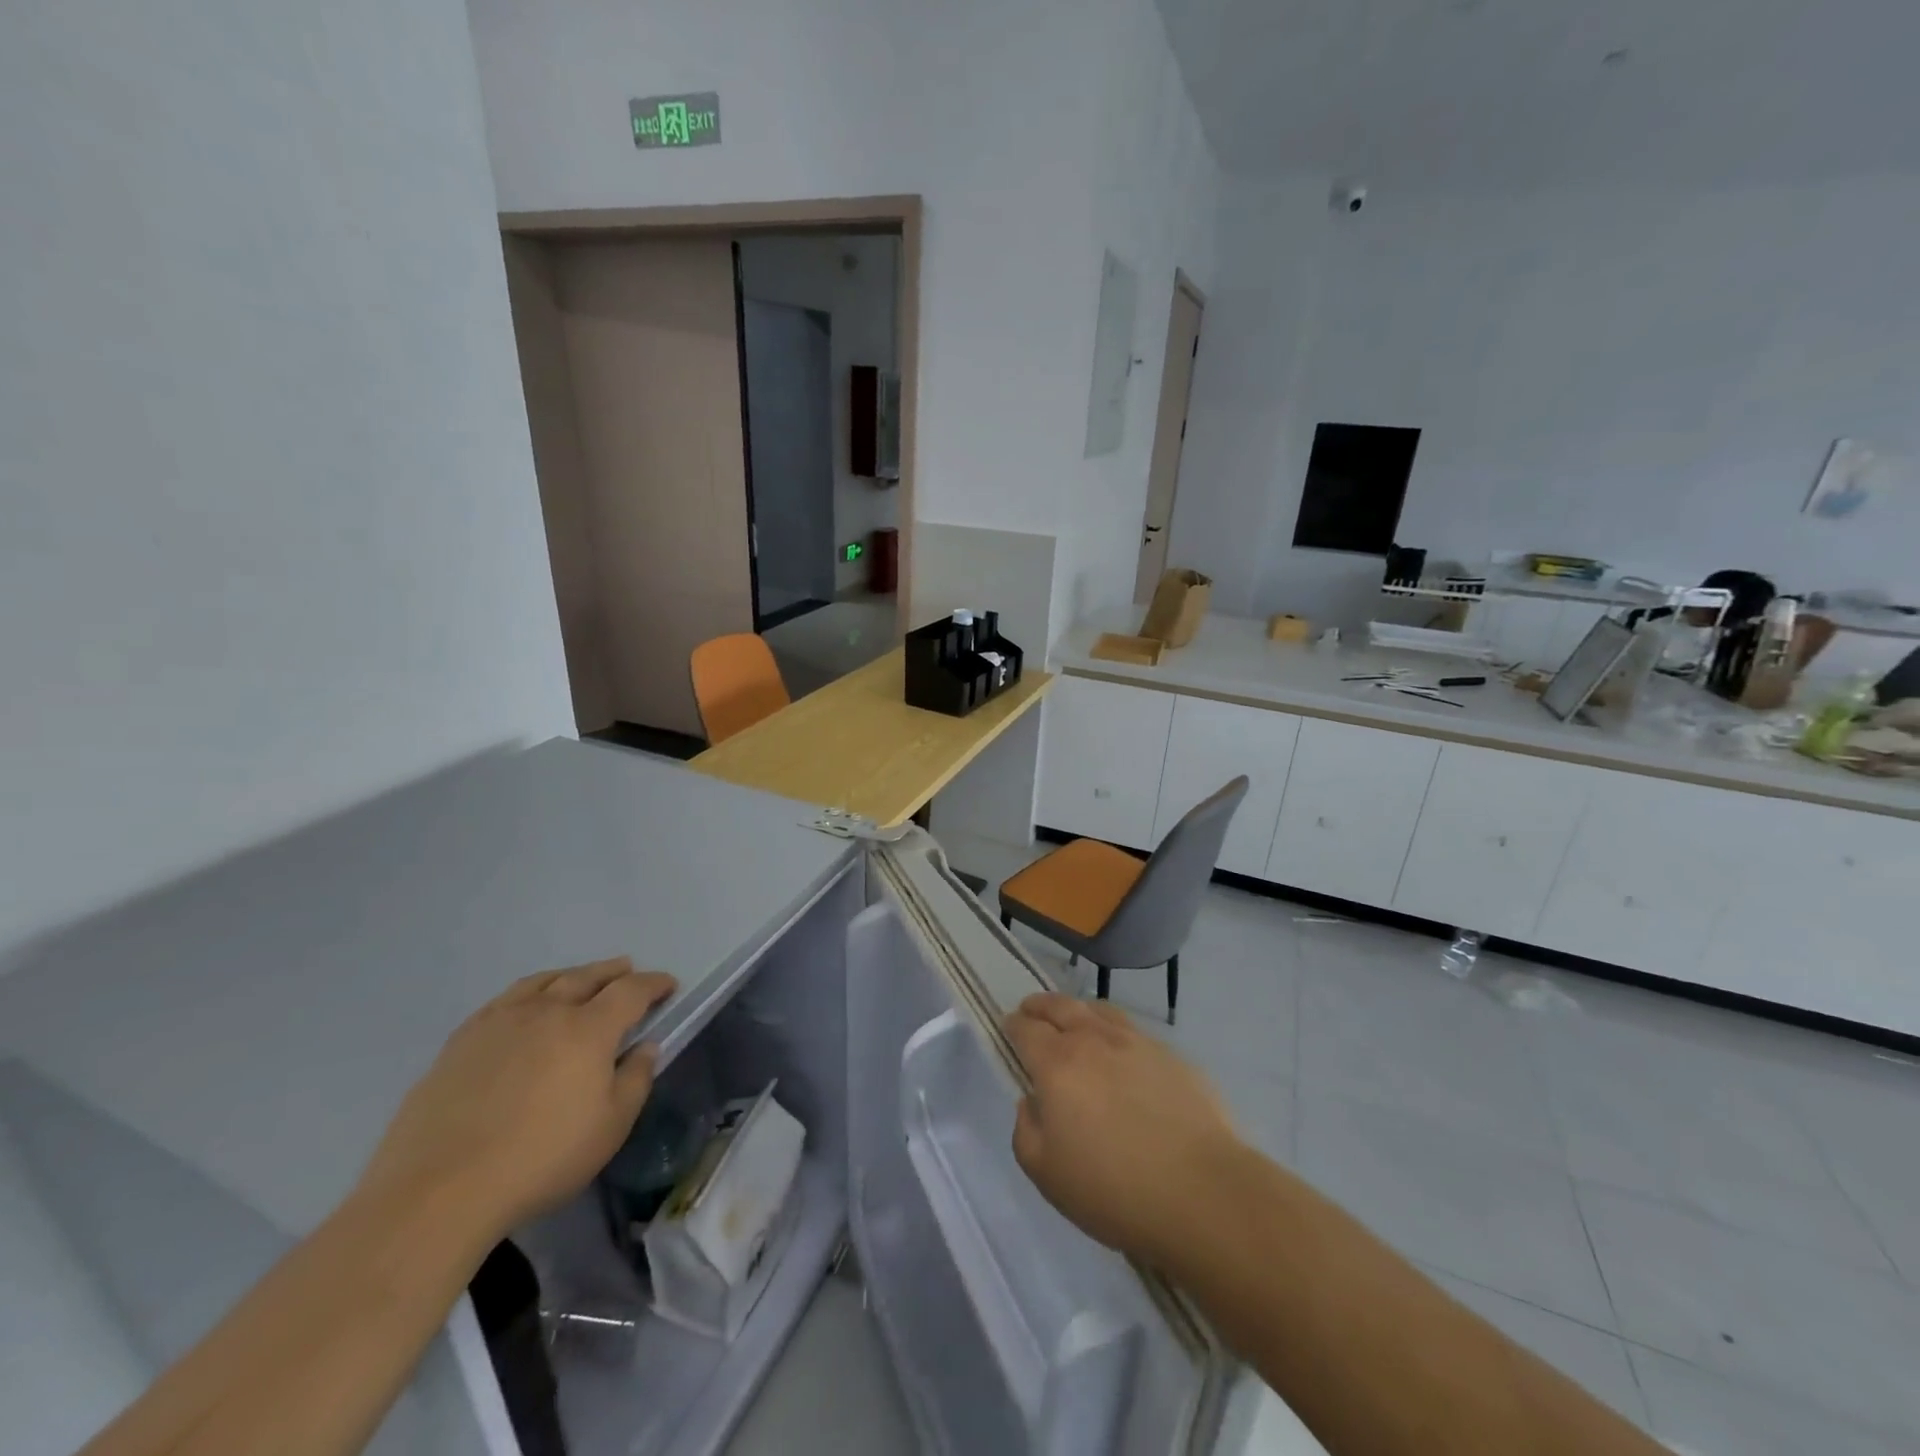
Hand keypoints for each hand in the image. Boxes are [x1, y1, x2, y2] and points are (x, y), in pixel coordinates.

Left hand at [356, 958, 676, 1238]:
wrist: (438, 1192)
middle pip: (587, 977)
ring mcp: (499, 1022)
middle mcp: (547, 1011)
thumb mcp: (610, 1128)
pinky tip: (525, 1005)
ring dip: (571, 975)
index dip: (654, 984)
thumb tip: (645, 1047)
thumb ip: (635, 1080)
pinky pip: (505, 1000)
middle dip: (613, 971)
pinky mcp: (461, 1041)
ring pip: (544, 981)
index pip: (631, 991)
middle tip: (628, 969)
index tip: (669, 985)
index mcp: (589, 1029)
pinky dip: (529, 992)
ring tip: (580, 978)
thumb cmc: (540, 1160)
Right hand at [1004, 992, 1245, 1268]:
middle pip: (1060, 1007)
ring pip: (1098, 1010)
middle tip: (1031, 1009)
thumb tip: (1032, 1102)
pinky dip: (1113, 1028)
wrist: (1203, 1193)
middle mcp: (1094, 1040)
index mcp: (1058, 1064)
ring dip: (1077, 1010)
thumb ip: (1026, 1131)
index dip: (1012, 1026)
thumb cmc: (1114, 1190)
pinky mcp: (1172, 1055)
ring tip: (1073, 1019)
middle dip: (1040, 1006)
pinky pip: (1131, 1029)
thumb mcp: (1047, 1175)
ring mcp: (1137, 1043)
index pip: (1026, 1030)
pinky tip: (1119, 1048)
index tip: (1008, 1027)